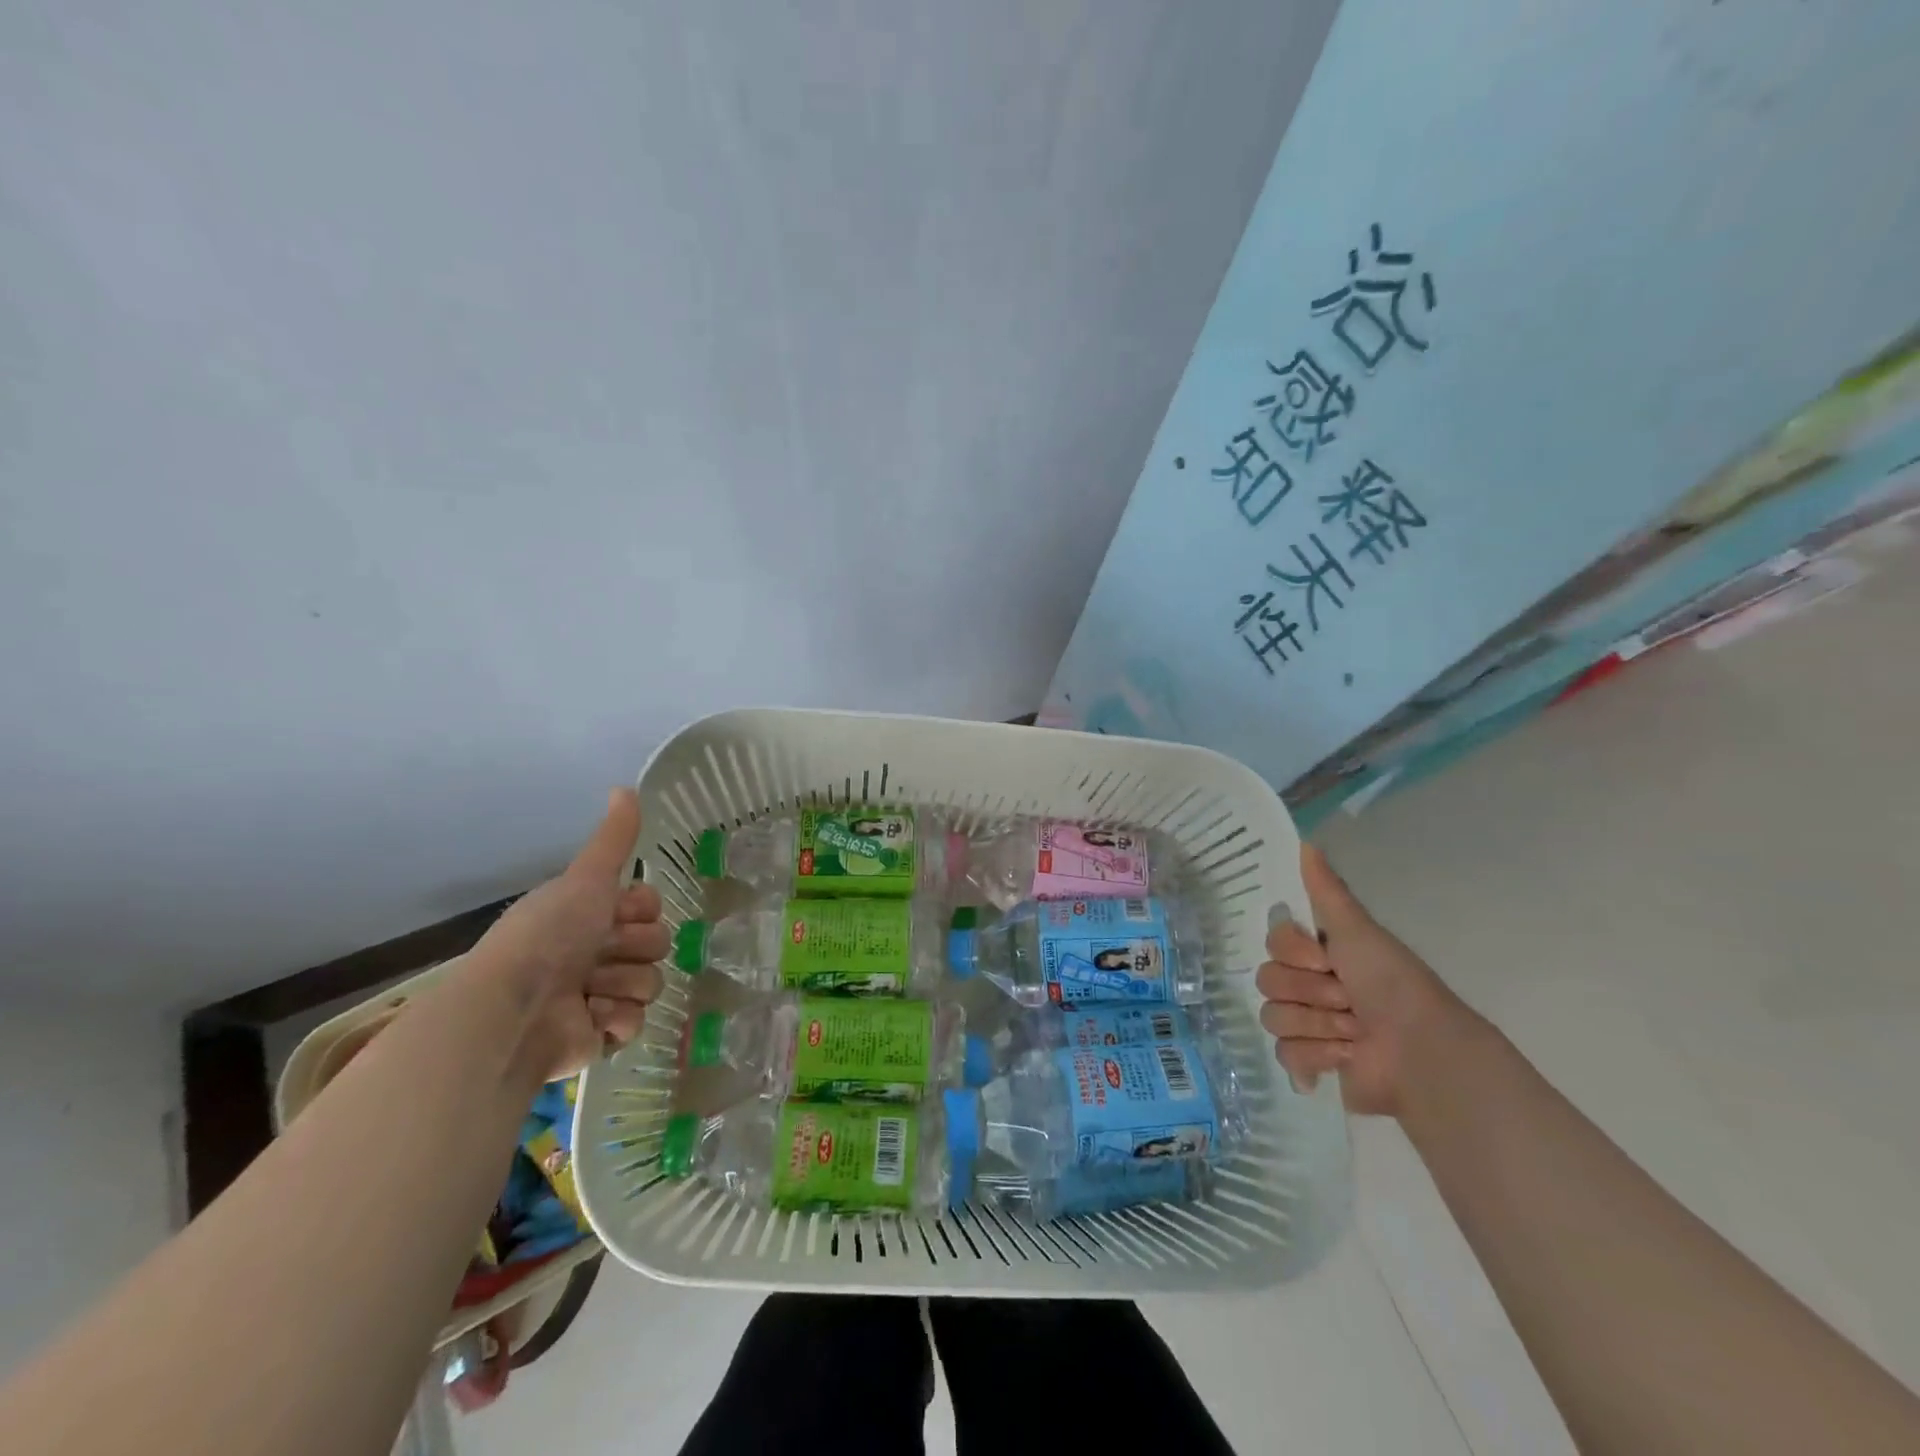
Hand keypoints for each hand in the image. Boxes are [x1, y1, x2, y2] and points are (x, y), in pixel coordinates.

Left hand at [465, 787, 668, 1081]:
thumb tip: (627, 786)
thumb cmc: (547, 936)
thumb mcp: (585, 879)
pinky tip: (590, 1017)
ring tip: (589, 991)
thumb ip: (614, 839)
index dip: (640, 910)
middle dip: (633, 949)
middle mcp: (596, 953)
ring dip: (623, 984)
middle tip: (599, 954)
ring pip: (651, 983)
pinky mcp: (599, 1036)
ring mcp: (599, 996)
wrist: (512, 1009)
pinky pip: (637, 1023)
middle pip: (657, 944)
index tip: (618, 913)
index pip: (649, 907)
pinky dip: (616, 1020)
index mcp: (590, 916)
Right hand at [1256, 843, 1468, 1116]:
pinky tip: (1344, 1058)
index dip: (1293, 952)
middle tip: (1346, 999)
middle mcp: (1311, 985)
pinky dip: (1316, 1057)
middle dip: (1309, 992)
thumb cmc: (1392, 984)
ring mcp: (1310, 1025)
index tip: (1324, 959)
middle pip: (1268, 980)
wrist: (1421, 1051)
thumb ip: (1327, 891)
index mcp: (1321, 954)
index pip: (1273, 942)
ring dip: (1316, 1025)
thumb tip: (1305, 841)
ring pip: (1273, 1016)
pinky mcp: (1312, 1064)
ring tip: (1353, 1034)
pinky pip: (1283, 1054)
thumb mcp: (1359, 931)